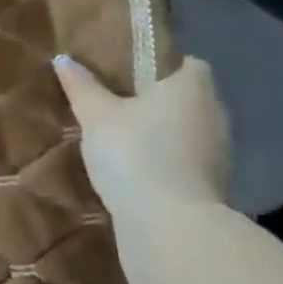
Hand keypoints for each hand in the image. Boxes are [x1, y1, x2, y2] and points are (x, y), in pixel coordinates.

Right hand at [54, 55, 230, 220]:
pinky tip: (137, 170)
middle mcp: (215, 116)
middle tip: (120, 102)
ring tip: (124, 138)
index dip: (165, 66)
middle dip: (161, 101)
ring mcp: (219, 156)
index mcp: (192, 88)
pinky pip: (187, 162)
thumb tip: (63, 59)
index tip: (134, 72)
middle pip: (190, 99)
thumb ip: (82, 86)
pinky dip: (167, 162)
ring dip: (164, 134)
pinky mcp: (213, 188)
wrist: (169, 225)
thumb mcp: (96, 115)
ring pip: (189, 133)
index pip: (190, 65)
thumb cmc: (135, 151)